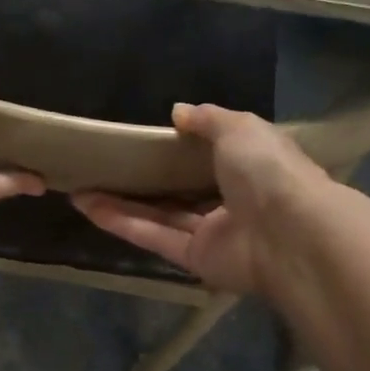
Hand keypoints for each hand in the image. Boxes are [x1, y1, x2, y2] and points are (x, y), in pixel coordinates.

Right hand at [72, 103, 329, 294]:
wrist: (289, 233)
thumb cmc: (268, 171)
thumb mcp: (240, 128)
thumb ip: (208, 119)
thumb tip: (178, 112)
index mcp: (249, 167)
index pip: (213, 156)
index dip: (179, 148)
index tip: (144, 139)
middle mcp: (230, 201)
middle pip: (178, 190)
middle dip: (141, 181)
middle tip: (103, 168)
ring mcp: (211, 233)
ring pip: (159, 216)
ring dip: (120, 203)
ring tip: (80, 189)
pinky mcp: (193, 259)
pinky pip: (153, 237)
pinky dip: (122, 223)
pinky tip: (88, 207)